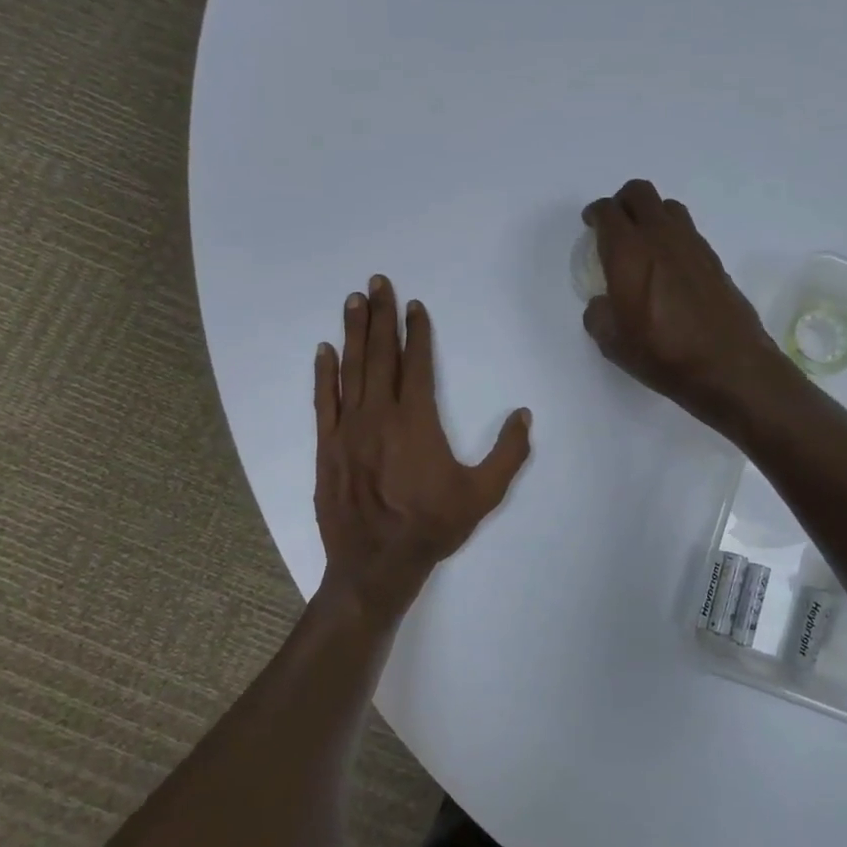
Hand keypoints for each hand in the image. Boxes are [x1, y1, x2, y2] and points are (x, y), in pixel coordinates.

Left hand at [315, 277, 531, 620]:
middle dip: (381, 316)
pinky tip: (324, 350)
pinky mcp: (326, 447)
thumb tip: (523, 415)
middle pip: (381, 355)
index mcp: (417, 421)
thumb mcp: (483, 494)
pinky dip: (324, 374)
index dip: (417, 332)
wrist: (376, 564)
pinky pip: (323, 402)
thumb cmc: (432, 526)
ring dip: (354, 333)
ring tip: (354, 301)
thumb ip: (508, 453)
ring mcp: (348, 429)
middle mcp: (379, 415)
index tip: (415, 306)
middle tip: (377, 283)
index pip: (417, 364)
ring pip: (351, 370)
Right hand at [581, 179, 799, 433]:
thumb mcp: (613, 343)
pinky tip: (670, 266)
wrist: (728, 365)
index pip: (608, 211)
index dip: (595, 213)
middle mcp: (661, 237)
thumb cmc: (663, 354)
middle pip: (639, 193)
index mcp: (629, 251)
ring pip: (667, 207)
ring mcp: (692, 245)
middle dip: (622, 202)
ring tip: (644, 242)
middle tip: (615, 225)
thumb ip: (599, 314)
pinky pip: (687, 231)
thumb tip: (603, 303)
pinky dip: (673, 236)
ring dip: (651, 215)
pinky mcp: (714, 259)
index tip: (591, 225)